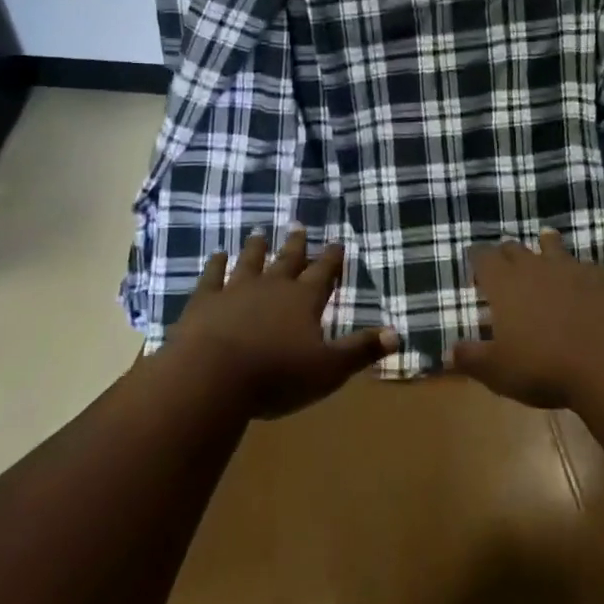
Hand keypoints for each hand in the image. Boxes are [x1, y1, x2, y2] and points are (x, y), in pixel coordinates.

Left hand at [170, 227, 398, 418]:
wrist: (212, 376)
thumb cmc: (276, 375)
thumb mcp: (328, 369)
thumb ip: (361, 349)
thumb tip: (398, 334)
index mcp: (304, 300)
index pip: (323, 273)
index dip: (332, 259)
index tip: (337, 243)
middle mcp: (272, 286)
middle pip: (287, 260)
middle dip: (296, 244)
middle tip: (298, 227)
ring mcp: (236, 289)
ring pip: (249, 261)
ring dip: (256, 247)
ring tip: (259, 233)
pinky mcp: (205, 301)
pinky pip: (212, 276)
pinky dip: (215, 264)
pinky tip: (217, 255)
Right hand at [447, 230, 603, 409]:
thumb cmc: (544, 367)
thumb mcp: (499, 371)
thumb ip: (471, 359)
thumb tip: (447, 352)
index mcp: (504, 283)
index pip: (482, 257)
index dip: (476, 258)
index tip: (474, 264)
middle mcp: (534, 266)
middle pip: (514, 248)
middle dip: (506, 254)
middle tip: (505, 265)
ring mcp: (570, 268)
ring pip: (552, 246)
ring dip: (545, 246)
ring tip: (545, 246)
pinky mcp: (601, 277)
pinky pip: (586, 266)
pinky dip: (579, 271)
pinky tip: (584, 281)